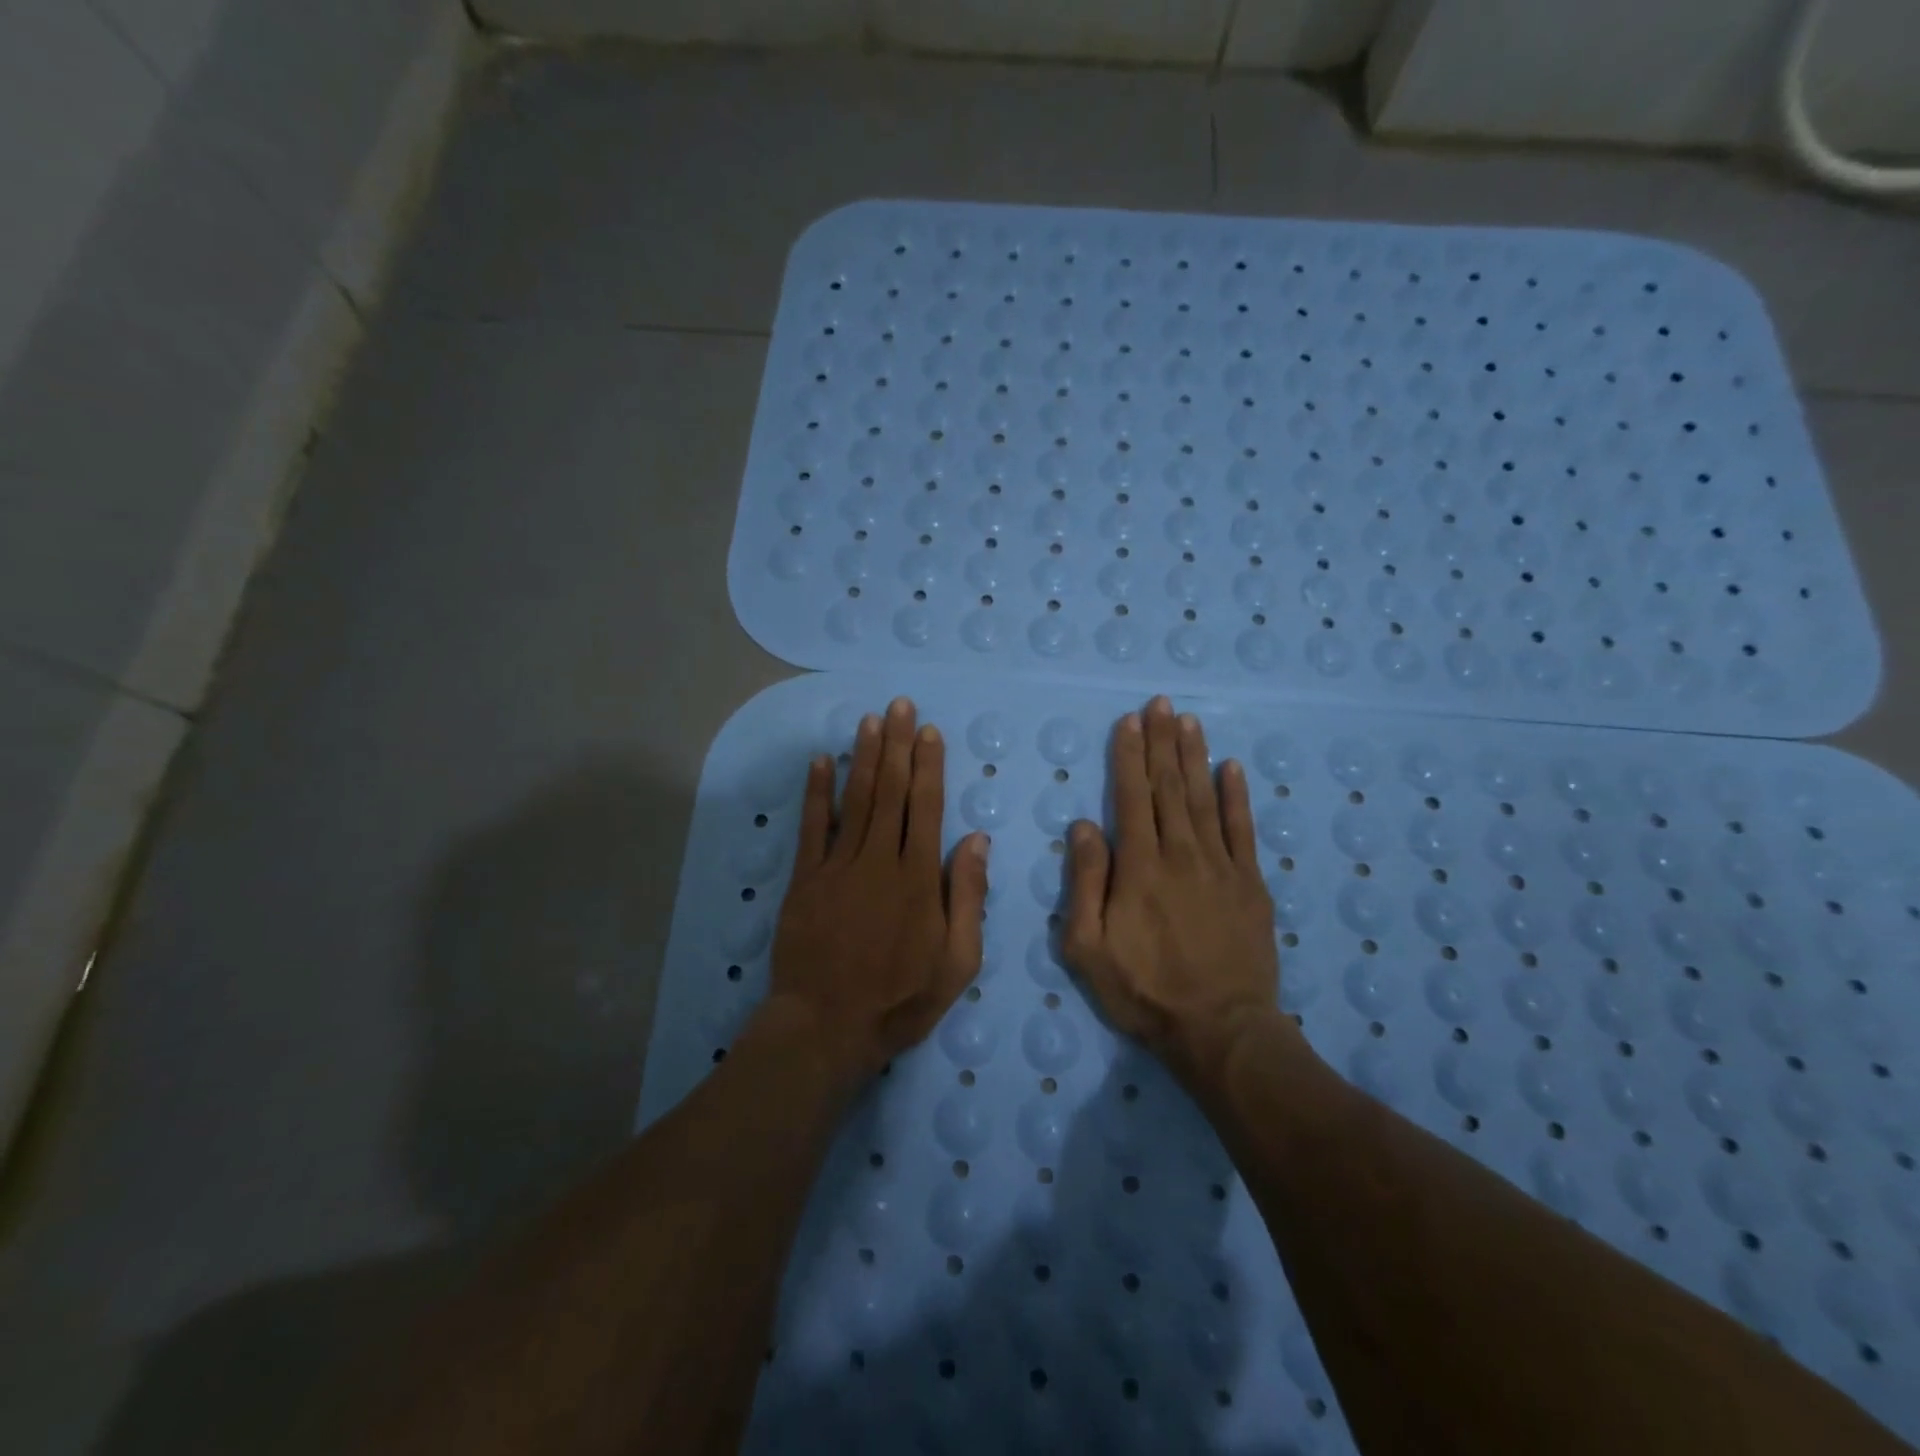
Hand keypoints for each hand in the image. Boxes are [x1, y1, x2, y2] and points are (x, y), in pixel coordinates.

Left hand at [768, 698, 989, 1082]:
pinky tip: (822, 762)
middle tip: (899, 705)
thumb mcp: (957, 961)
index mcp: (919, 878)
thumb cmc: (900, 999)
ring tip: (870, 721)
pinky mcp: (805, 880)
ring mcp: (838, 867)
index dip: (928, 766)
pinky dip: (817, 793)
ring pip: (856, 800)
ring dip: (864, 758)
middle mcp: (880, 860)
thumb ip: (968, 897)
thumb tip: (976, 840)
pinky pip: (812, 827)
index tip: (928, 732)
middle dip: (897, 746)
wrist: (826, 1026)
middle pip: (892, 792)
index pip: (927, 808)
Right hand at [1063, 696, 1281, 1083]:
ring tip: (1188, 721)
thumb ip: (1084, 884)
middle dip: (1161, 742)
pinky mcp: (1250, 884)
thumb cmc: (1144, 991)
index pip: (1131, 798)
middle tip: (1160, 703)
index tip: (1129, 721)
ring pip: (1204, 798)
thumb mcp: (1088, 948)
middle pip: (1169, 787)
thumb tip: (1083, 826)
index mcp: (1139, 867)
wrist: (1220, 1030)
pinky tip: (1232, 768)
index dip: (1128, 756)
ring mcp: (1220, 866)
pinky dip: (1237, 796)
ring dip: (1194, 756)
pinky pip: (1243, 830)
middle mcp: (1180, 854)